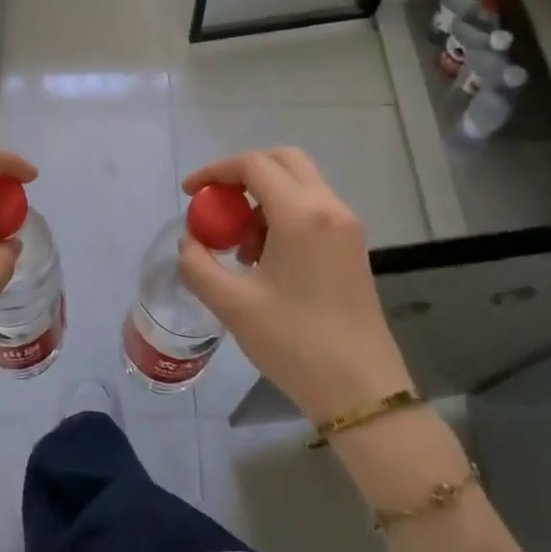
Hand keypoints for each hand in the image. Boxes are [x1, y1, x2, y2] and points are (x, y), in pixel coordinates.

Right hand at [178, 148, 411, 423]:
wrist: (361, 390)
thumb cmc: (294, 342)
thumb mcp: (232, 304)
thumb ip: (198, 265)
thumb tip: (190, 241)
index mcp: (301, 214)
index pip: (253, 165)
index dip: (215, 171)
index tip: (189, 193)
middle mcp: (329, 208)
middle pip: (283, 161)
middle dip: (243, 174)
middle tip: (216, 204)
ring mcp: (346, 226)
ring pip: (299, 184)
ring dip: (263, 197)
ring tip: (239, 245)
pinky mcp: (352, 246)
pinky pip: (312, 209)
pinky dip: (282, 215)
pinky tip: (264, 258)